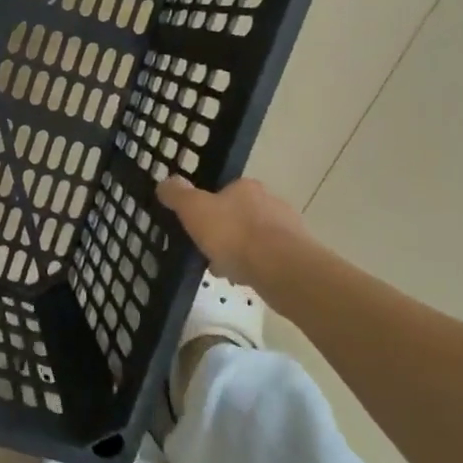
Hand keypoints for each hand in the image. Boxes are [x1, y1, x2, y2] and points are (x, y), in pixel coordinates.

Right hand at [157, 176, 311, 285]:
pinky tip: (245, 280)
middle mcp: (270, 202)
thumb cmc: (234, 234)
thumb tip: (164, 182)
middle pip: (240, 216)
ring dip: (240, 253)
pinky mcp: (298, 254)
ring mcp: (288, 228)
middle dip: (225, 234)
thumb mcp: (194, 209)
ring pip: (255, 239)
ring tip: (225, 272)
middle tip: (209, 253)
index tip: (198, 229)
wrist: (281, 268)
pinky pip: (269, 259)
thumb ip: (177, 195)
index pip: (224, 193)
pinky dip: (256, 267)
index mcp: (246, 187)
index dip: (208, 210)